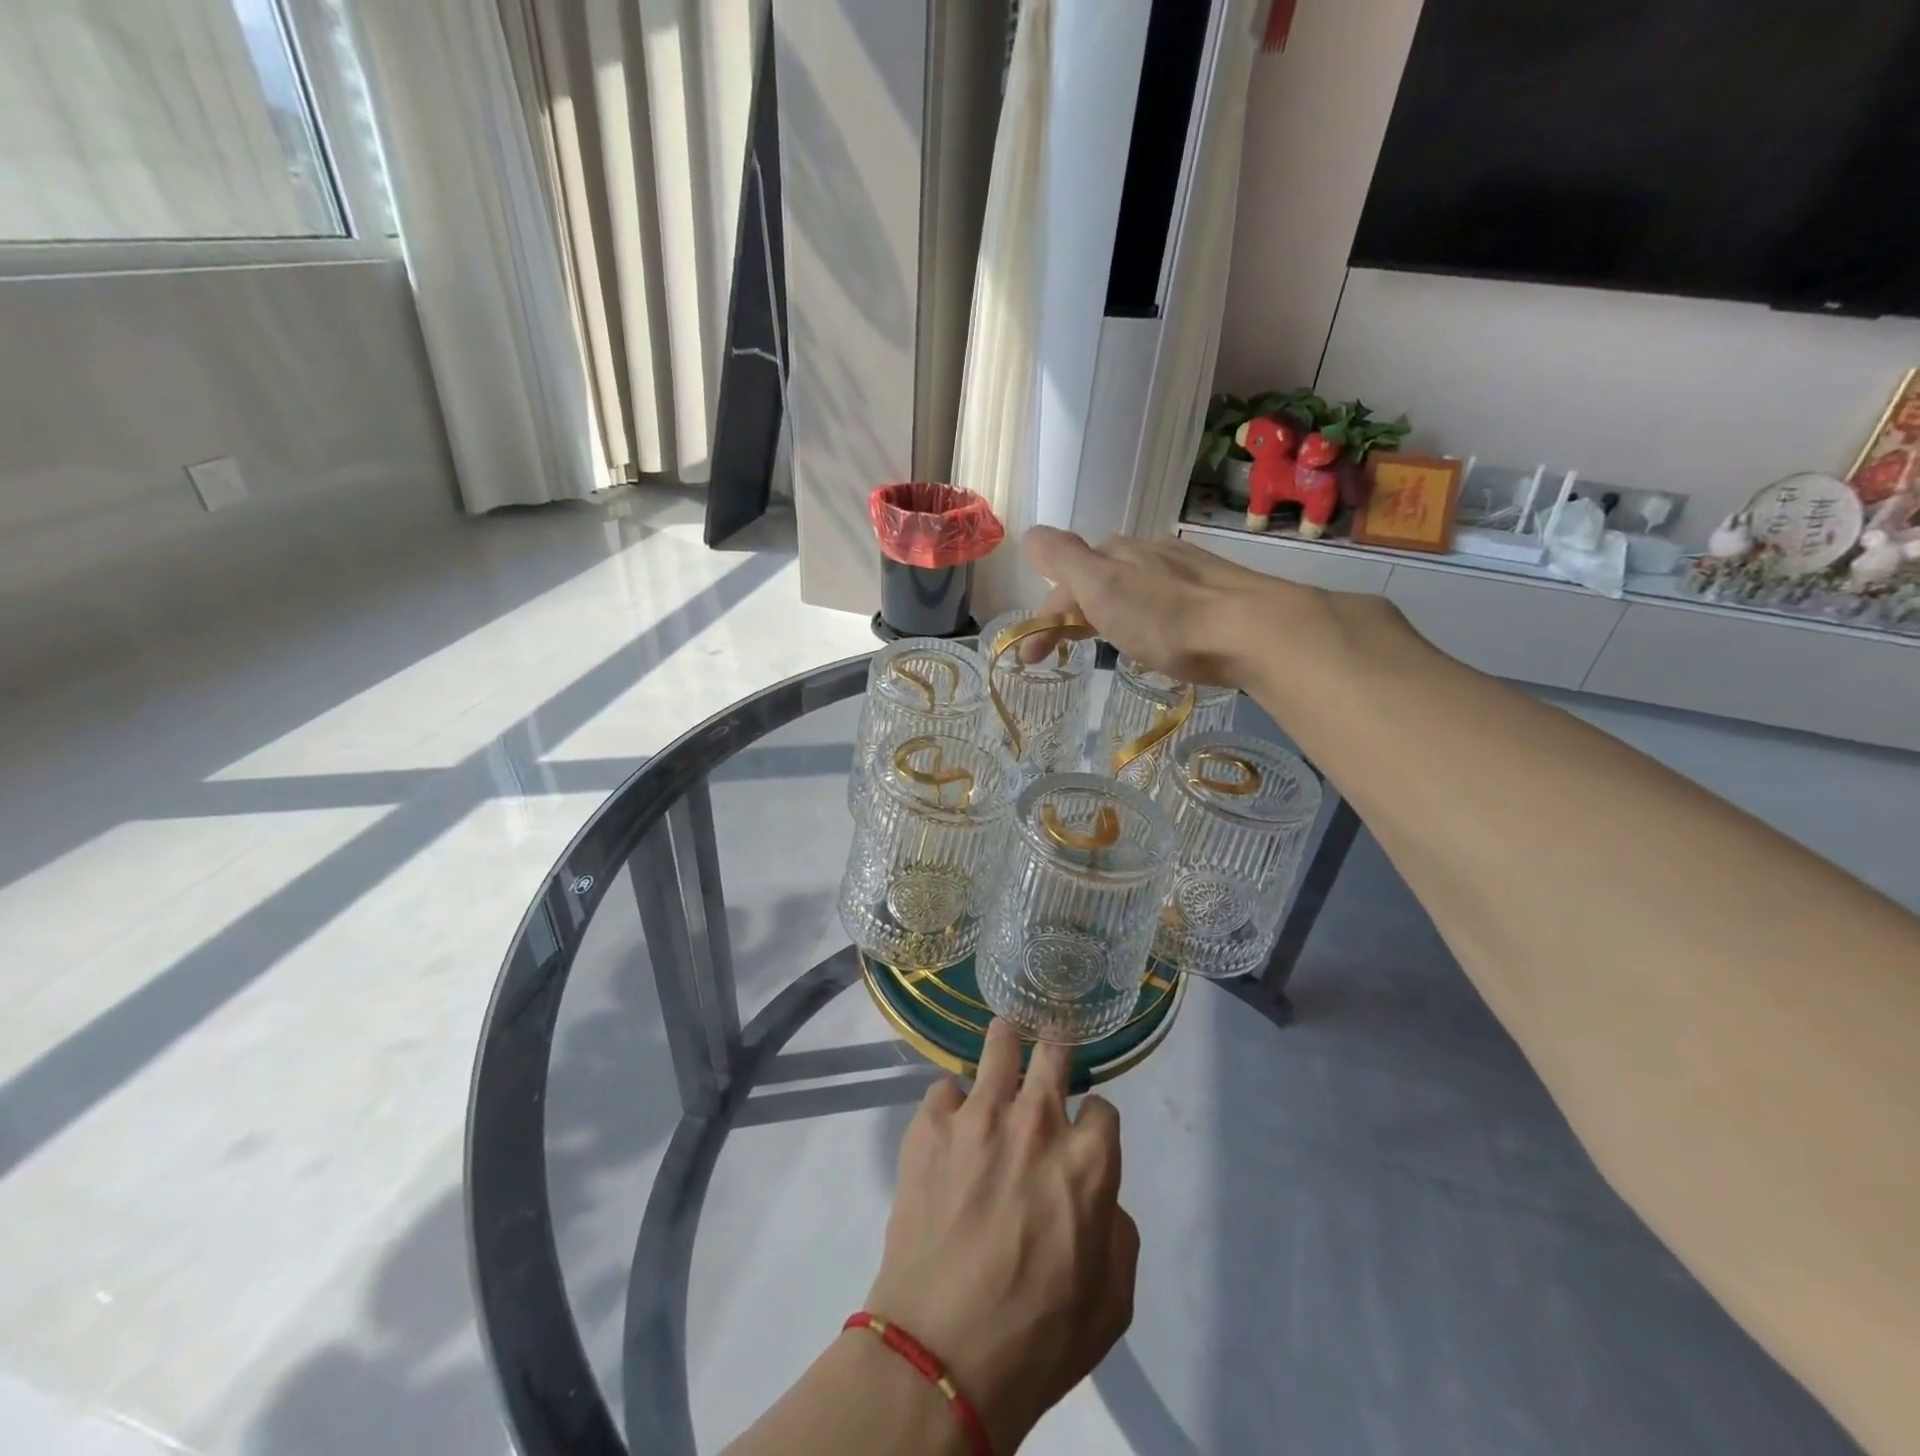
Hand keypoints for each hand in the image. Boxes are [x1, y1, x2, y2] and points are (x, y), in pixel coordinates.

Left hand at [863, 1021, 1138, 1453]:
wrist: (941, 1355)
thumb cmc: (1038, 1338)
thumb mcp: (1112, 1301)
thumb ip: (1116, 1229)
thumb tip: (1098, 1194)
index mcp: (1088, 1160)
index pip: (1103, 1105)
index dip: (1095, 1120)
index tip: (1085, 1131)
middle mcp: (1037, 1121)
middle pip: (1054, 1052)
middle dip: (1056, 1053)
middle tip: (1047, 1061)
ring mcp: (979, 1116)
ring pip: (999, 1046)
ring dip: (1005, 1046)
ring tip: (1002, 1044)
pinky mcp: (931, 1124)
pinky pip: (945, 1088)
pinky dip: (952, 1104)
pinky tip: (950, 1128)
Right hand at [1020, 526, 1311, 687]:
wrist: (1253, 631)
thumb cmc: (1166, 617)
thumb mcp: (1101, 586)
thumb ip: (1062, 559)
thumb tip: (1029, 534)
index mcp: (1114, 552)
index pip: (1063, 580)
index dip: (1043, 617)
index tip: (1033, 658)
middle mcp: (1147, 552)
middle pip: (1097, 579)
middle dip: (1074, 611)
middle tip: (1066, 650)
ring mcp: (1184, 570)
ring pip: (1132, 587)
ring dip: (1109, 612)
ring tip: (1109, 644)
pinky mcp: (1214, 593)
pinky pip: (1164, 600)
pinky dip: (1145, 617)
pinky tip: (1157, 636)